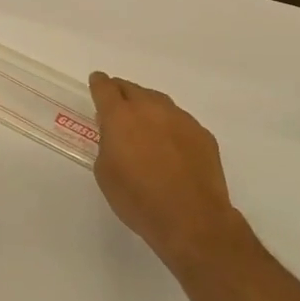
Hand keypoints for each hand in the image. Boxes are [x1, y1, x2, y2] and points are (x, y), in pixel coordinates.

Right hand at [89, 73, 255, 274]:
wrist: (192, 218)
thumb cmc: (138, 199)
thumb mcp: (106, 173)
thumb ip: (107, 145)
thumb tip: (116, 135)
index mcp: (120, 117)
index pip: (105, 88)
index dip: (98, 83)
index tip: (97, 81)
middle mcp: (150, 109)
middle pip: (132, 89)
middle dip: (122, 93)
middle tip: (117, 104)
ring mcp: (180, 119)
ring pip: (158, 102)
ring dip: (147, 108)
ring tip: (144, 125)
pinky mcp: (202, 134)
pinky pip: (180, 121)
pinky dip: (170, 126)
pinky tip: (170, 146)